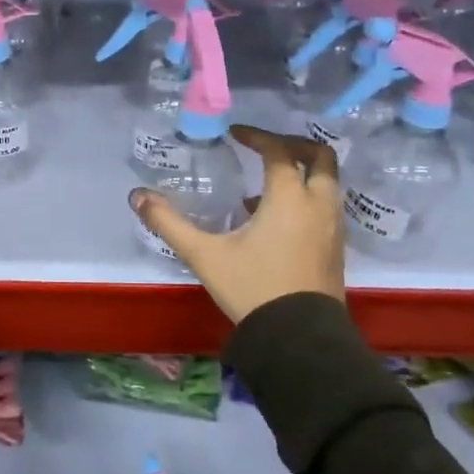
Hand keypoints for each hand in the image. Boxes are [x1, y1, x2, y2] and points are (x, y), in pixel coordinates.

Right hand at [130, 125, 344, 323]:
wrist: (299, 338)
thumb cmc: (252, 288)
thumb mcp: (204, 255)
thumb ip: (169, 223)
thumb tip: (137, 196)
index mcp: (289, 197)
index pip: (278, 150)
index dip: (257, 136)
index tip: (235, 134)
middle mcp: (318, 204)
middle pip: (319, 157)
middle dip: (293, 145)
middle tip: (264, 147)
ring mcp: (332, 226)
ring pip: (327, 182)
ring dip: (300, 173)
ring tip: (263, 186)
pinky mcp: (335, 247)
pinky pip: (325, 206)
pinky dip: (306, 197)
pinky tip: (274, 221)